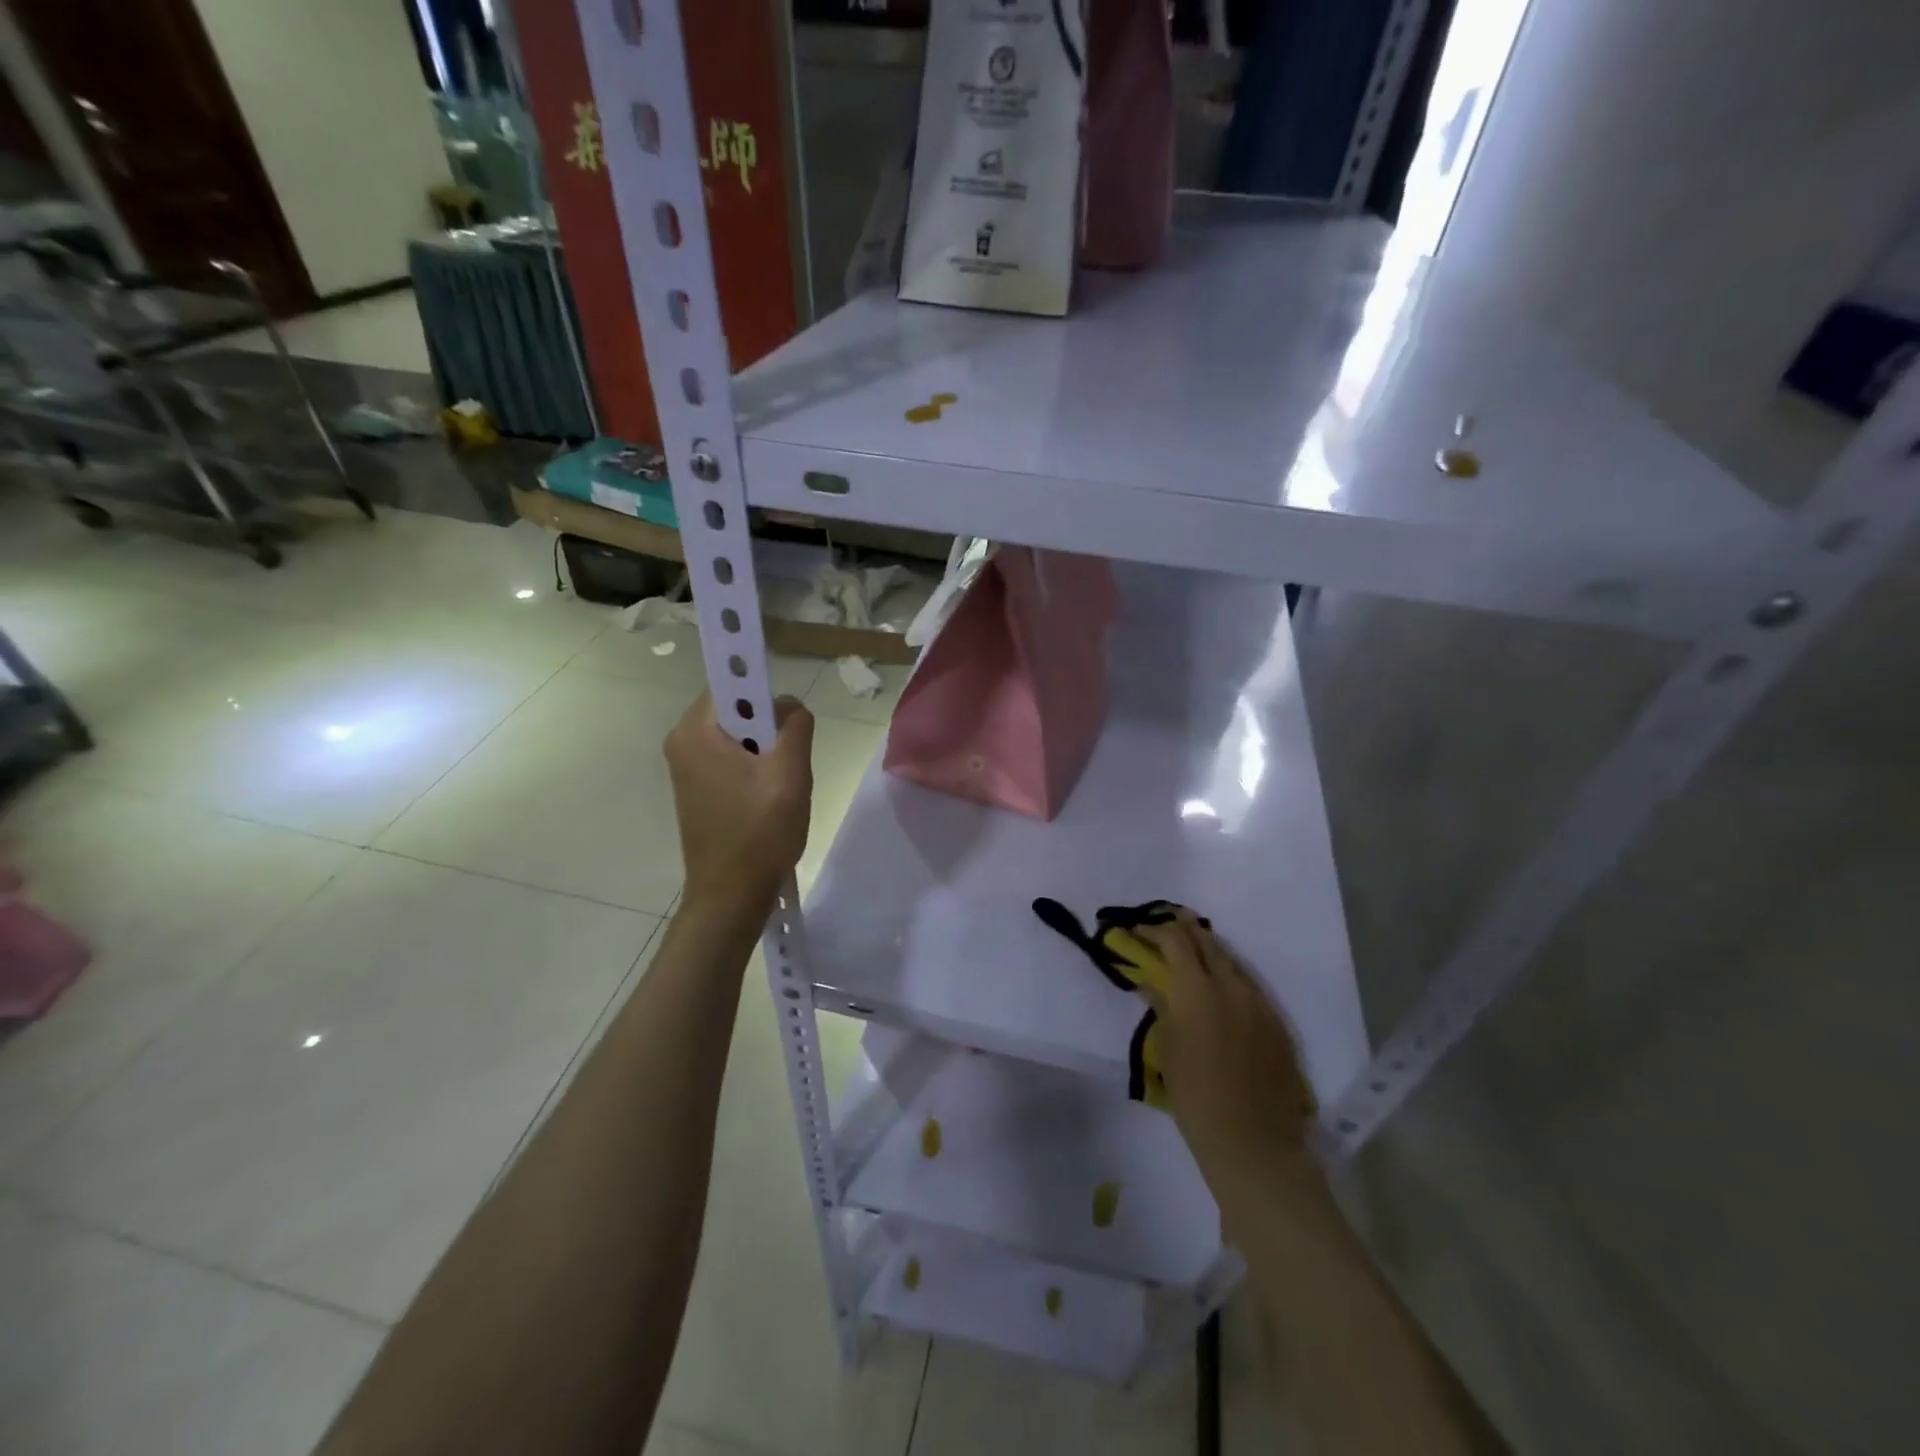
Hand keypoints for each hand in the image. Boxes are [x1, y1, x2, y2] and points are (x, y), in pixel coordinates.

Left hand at [664, 692, 813, 909]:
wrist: (731, 894)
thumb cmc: (760, 831)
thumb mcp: (791, 772)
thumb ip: (796, 726)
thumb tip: (791, 707)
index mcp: (695, 731)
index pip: (731, 684)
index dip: (764, 693)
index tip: (789, 721)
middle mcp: (681, 742)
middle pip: (736, 711)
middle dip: (769, 728)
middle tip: (789, 760)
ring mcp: (686, 768)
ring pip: (737, 737)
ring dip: (765, 751)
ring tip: (781, 784)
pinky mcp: (696, 789)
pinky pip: (730, 760)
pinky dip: (754, 769)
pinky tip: (769, 798)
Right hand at [1135, 913, 1324, 1195]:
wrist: (1252, 1141)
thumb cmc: (1195, 1095)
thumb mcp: (1166, 1047)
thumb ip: (1161, 1005)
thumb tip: (1151, 981)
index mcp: (1197, 989)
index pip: (1175, 941)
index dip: (1154, 930)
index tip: (1137, 930)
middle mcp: (1231, 985)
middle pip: (1206, 941)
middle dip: (1183, 929)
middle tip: (1165, 926)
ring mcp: (1259, 1002)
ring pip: (1231, 961)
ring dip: (1208, 951)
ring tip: (1191, 953)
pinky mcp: (1277, 1022)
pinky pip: (1249, 986)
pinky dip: (1229, 977)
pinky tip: (1221, 989)